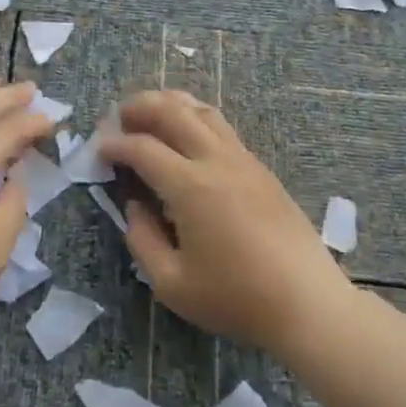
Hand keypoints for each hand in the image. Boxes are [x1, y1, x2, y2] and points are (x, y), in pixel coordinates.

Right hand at [101, 89, 350, 354]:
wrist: (306, 303)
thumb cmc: (236, 298)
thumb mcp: (171, 284)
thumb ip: (142, 239)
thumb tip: (135, 205)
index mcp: (190, 186)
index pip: (142, 148)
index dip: (115, 144)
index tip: (99, 150)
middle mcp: (215, 160)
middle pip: (172, 111)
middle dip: (140, 107)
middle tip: (118, 117)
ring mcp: (242, 158)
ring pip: (201, 110)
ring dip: (170, 104)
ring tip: (149, 113)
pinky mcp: (260, 167)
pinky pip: (221, 125)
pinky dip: (194, 116)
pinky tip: (186, 132)